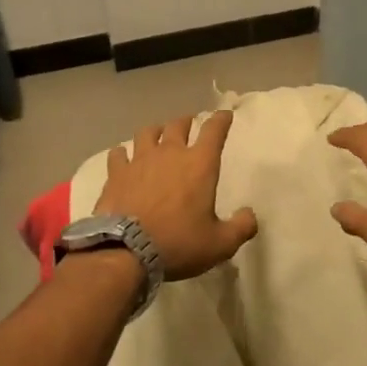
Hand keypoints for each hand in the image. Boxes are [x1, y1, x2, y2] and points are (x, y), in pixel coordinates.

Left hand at [96, 109, 258, 280]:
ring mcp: (140, 160)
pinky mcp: (116, 173)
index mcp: (199, 164)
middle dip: (187, 122)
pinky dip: (123, 153)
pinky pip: (119, 154)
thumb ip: (241, 227)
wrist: (126, 251)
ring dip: (156, 131)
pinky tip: (123, 157)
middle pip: (178, 125)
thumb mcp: (220, 243)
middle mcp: (170, 153)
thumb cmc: (178, 243)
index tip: (225, 115)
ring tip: (157, 135)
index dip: (221, 120)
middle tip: (189, 124)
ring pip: (148, 132)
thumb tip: (249, 215)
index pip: (214, 131)